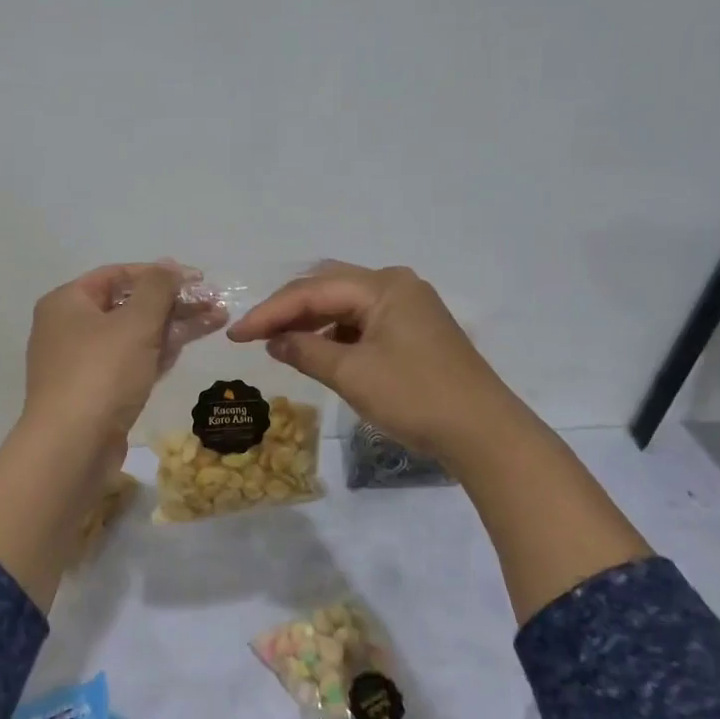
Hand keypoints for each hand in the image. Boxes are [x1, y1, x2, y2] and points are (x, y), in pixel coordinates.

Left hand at [21, 262, 194, 458]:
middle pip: (127, 305)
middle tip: (213, 303)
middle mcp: (68, 327)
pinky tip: (187, 347)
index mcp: (67, 302)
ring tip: (216, 321)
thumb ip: (157, 288)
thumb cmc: (101, 374)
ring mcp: (80, 362)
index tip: (198, 279)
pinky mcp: (94, 392)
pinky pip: (129, 362)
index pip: (118, 274)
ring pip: (133, 335)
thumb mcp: (135, 323)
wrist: (72, 449)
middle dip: (173, 302)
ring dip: (172, 327)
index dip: (160, 273)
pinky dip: (157, 353)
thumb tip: (169, 265)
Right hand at [227, 262, 519, 464]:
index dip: (269, 312)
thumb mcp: (352, 375)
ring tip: (279, 342)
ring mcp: (409, 306)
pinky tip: (319, 350)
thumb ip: (307, 351)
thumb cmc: (415, 397)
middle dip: (288, 309)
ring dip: (311, 320)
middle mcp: (397, 285)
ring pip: (345, 303)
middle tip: (253, 333)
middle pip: (328, 286)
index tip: (235, 334)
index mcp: (383, 286)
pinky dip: (336, 332)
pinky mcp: (415, 329)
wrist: (484, 433)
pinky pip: (363, 320)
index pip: (312, 291)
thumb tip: (274, 341)